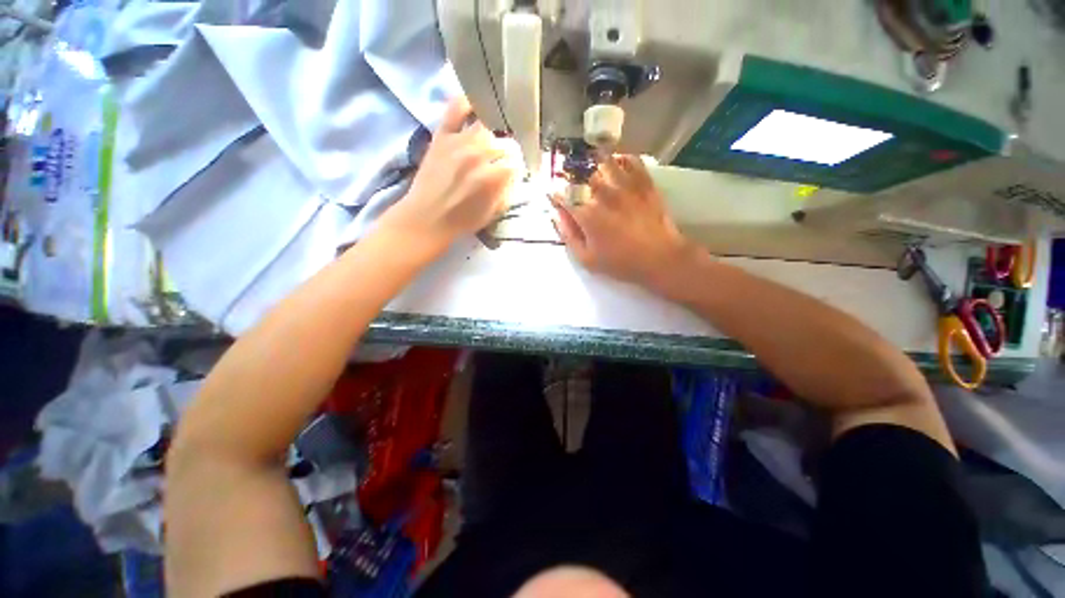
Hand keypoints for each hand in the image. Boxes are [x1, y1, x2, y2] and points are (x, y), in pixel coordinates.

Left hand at [378, 97, 519, 252]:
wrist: (427, 218)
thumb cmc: (463, 220)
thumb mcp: (494, 212)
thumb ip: (507, 190)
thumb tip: (513, 174)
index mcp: (493, 178)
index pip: (517, 161)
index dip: (518, 168)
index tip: (515, 173)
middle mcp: (479, 154)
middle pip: (505, 141)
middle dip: (508, 153)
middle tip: (503, 161)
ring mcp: (460, 141)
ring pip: (487, 124)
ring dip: (493, 134)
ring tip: (491, 142)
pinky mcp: (443, 134)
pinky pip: (456, 108)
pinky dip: (467, 103)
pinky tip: (475, 107)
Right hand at [552, 155, 695, 289]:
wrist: (659, 258)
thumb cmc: (620, 263)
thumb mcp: (587, 259)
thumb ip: (569, 236)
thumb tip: (556, 217)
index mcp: (587, 215)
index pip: (564, 198)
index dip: (555, 194)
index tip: (551, 193)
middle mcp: (604, 195)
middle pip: (582, 174)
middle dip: (570, 172)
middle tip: (566, 172)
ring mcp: (625, 187)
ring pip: (605, 162)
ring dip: (593, 160)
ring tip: (589, 161)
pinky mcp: (644, 183)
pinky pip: (632, 161)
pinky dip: (622, 158)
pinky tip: (617, 162)